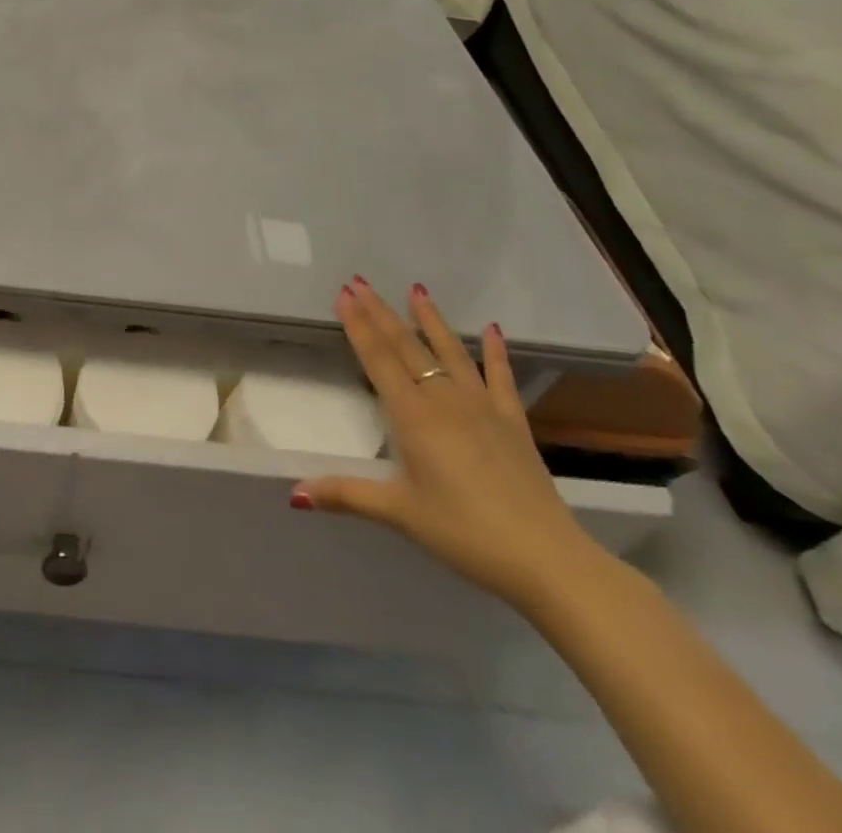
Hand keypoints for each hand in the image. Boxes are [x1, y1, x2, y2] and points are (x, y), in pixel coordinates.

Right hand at [292, 279, 603, 609]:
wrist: (546, 559)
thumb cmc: (464, 533)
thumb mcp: (400, 513)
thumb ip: (346, 494)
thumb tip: (294, 492)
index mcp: (413, 417)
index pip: (378, 360)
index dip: (359, 326)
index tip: (344, 294)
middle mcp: (445, 401)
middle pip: (407, 347)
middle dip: (381, 313)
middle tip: (361, 282)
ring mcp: (483, 408)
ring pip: (450, 352)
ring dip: (430, 319)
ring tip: (416, 289)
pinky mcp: (513, 423)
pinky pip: (501, 378)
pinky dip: (497, 352)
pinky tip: (493, 329)